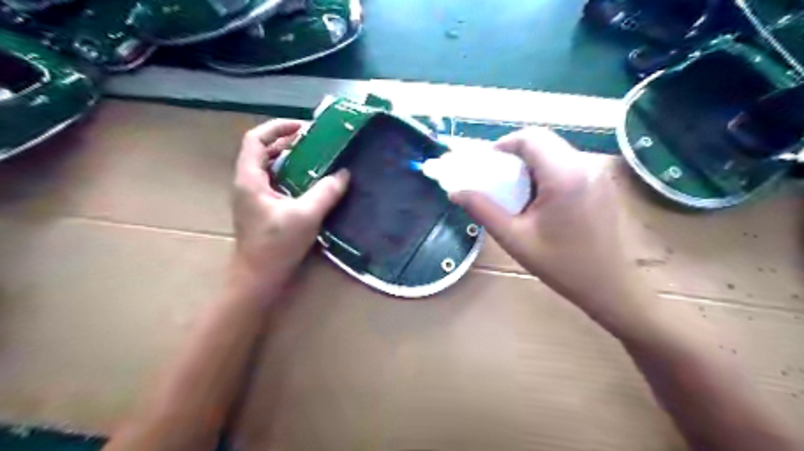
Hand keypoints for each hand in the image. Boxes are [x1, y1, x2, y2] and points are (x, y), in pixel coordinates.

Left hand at [229, 120, 348, 296]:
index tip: (304, 127)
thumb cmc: (276, 246)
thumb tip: (344, 173)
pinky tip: (312, 183)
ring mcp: (254, 198)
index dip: (278, 128)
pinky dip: (293, 176)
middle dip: (289, 142)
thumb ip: (326, 192)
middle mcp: (248, 184)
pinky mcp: (263, 210)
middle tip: (317, 141)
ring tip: (318, 158)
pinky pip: (277, 183)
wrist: (258, 279)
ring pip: (271, 168)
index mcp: (250, 179)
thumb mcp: (305, 216)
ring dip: (292, 159)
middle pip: (264, 151)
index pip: (256, 140)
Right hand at [452, 129, 652, 329]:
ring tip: (514, 188)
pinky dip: (546, 170)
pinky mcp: (600, 184)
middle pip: (544, 140)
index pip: (530, 138)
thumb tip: (456, 192)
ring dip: (531, 162)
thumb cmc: (560, 264)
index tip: (487, 164)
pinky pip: (567, 164)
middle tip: (497, 177)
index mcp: (563, 176)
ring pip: (556, 150)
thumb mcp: (514, 238)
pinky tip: (538, 197)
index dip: (504, 144)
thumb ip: (483, 210)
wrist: (607, 286)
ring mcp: (596, 174)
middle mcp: (583, 166)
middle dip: (515, 153)